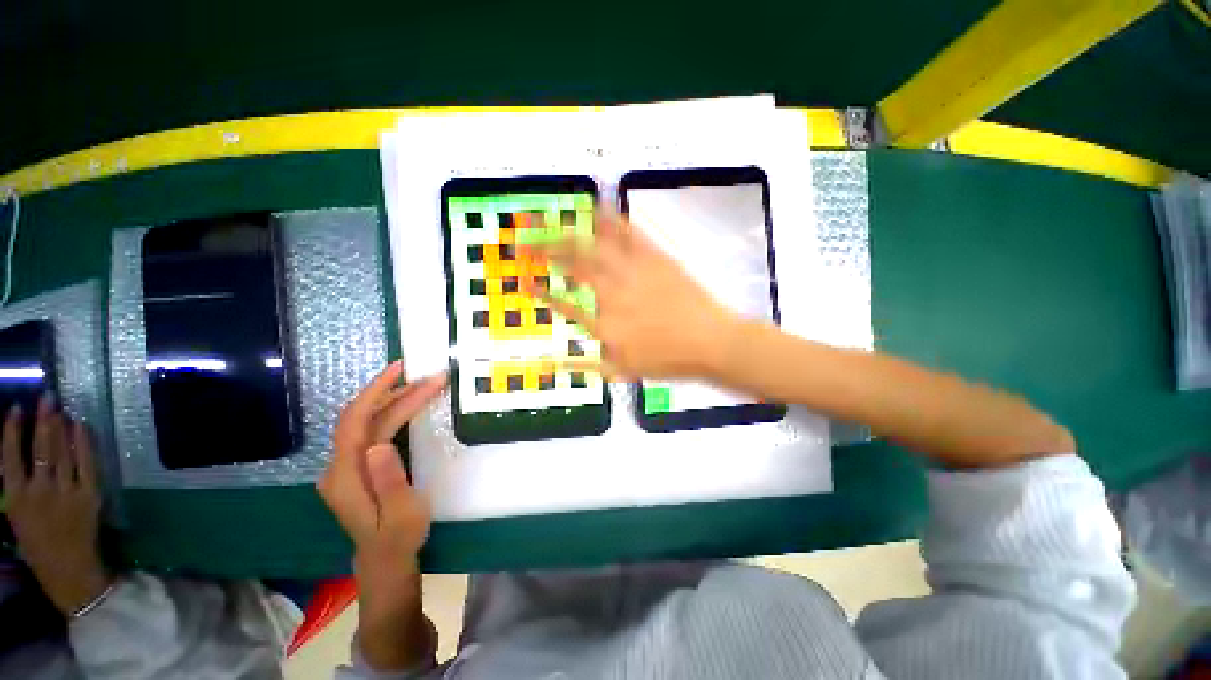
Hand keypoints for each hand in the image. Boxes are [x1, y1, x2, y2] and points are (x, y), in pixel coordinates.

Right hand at [3, 396, 109, 615]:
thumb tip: (23, 454)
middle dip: (43, 420)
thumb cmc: (38, 545)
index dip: (11, 431)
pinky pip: (87, 462)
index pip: (9, 457)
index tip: (16, 408)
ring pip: (62, 452)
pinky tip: (82, 426)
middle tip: (47, 397)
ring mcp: (65, 493)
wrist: (69, 571)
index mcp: (15, 499)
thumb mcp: (17, 516)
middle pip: (39, 448)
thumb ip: (18, 487)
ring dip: (62, 427)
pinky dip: (83, 442)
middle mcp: (38, 492)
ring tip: (61, 407)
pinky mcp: (89, 495)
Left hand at [317, 362, 445, 669]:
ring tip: (426, 387)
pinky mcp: (358, 467)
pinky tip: (410, 406)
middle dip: (396, 393)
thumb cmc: (398, 540)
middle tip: (431, 378)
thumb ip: (389, 481)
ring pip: (368, 422)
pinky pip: (373, 431)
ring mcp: (347, 466)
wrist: (384, 562)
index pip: (355, 421)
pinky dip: (392, 414)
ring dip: (396, 401)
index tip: (402, 370)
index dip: (375, 392)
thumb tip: (379, 445)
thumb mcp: (401, 515)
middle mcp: (339, 466)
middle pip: (363, 417)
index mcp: (346, 476)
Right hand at [527, 207, 739, 380]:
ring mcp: (634, 273)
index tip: (522, 282)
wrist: (712, 342)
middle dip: (542, 252)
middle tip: (522, 242)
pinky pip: (628, 234)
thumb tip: (552, 363)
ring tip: (544, 221)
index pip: (563, 305)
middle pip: (572, 268)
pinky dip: (610, 217)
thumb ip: (587, 365)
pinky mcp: (655, 258)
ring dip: (565, 232)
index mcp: (605, 326)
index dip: (539, 292)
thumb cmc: (670, 361)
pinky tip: (595, 205)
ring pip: (593, 247)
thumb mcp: (624, 371)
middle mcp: (613, 296)